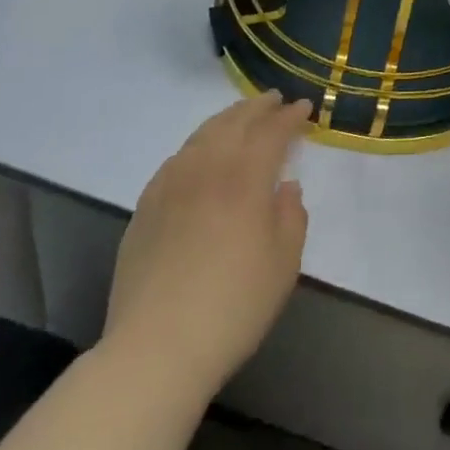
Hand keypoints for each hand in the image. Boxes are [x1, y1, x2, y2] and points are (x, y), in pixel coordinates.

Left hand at [100, 96, 311, 401]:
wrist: (156, 349)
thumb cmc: (233, 306)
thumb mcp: (284, 264)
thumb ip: (291, 217)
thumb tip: (286, 188)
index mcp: (245, 178)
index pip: (271, 132)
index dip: (290, 117)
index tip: (304, 107)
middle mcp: (207, 169)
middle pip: (234, 123)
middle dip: (258, 107)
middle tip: (275, 100)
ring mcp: (170, 185)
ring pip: (202, 136)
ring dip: (227, 120)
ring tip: (241, 117)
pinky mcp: (145, 207)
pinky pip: (177, 159)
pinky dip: (197, 145)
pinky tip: (201, 154)